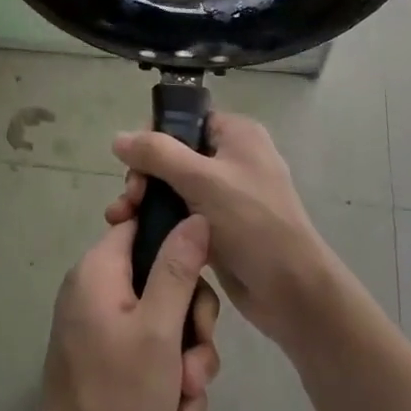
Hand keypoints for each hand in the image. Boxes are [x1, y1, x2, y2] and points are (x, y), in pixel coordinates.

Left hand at [24, 217, 221, 410]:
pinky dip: (170, 378)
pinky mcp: (109, 356)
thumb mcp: (159, 330)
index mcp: (100, 268)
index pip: (143, 224)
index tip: (204, 275)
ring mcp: (103, 324)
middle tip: (197, 364)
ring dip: (188, 359)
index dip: (179, 241)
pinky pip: (152, 348)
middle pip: (164, 278)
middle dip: (193, 325)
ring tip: (190, 399)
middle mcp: (98, 288)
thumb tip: (195, 216)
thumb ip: (178, 269)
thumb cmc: (118, 395)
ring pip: (166, 319)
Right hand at [110, 112, 334, 351]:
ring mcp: (227, 193)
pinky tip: (136, 233)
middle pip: (173, 153)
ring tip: (122, 220)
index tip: (132, 165)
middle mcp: (232, 157)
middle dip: (144, 175)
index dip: (153, 137)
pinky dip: (160, 219)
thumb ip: (157, 153)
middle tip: (130, 200)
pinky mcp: (220, 226)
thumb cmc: (252, 223)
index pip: (184, 120)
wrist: (292, 291)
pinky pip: (182, 213)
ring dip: (146, 199)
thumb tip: (118, 138)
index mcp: (236, 134)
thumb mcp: (201, 180)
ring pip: (174, 185)